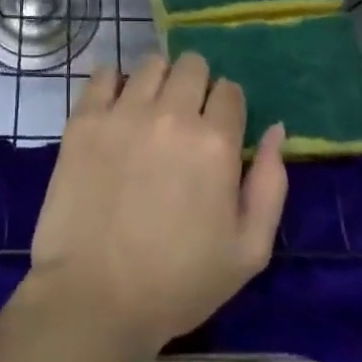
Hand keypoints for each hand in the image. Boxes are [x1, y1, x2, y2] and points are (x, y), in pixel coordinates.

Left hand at [29, 53, 286, 357]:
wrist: (96, 297)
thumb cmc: (178, 283)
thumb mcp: (248, 251)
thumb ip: (270, 185)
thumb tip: (276, 129)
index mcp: (214, 143)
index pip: (230, 91)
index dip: (227, 107)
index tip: (217, 129)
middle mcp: (171, 114)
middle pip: (192, 65)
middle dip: (196, 84)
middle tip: (185, 118)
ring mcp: (124, 111)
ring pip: (151, 64)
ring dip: (158, 81)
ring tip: (150, 112)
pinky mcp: (86, 117)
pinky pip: (103, 74)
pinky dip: (113, 84)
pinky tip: (116, 110)